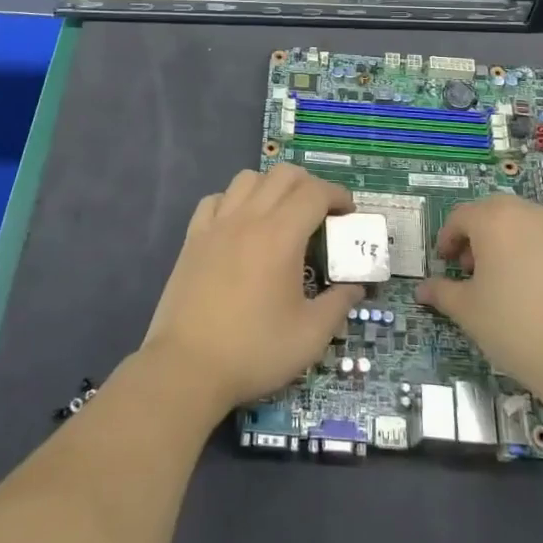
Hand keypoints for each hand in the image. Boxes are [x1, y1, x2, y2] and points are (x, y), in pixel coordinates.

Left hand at [142, 165, 362, 416]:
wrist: (187, 367)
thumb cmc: (254, 351)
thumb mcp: (310, 337)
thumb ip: (339, 305)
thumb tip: (355, 287)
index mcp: (281, 236)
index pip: (315, 192)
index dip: (338, 194)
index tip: (349, 212)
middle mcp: (249, 218)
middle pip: (283, 175)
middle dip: (310, 185)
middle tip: (321, 212)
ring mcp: (217, 224)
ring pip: (248, 178)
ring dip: (271, 186)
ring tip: (281, 214)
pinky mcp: (193, 237)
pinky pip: (215, 199)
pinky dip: (233, 201)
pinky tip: (239, 224)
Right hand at [416, 194, 542, 408]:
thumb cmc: (515, 327)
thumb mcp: (468, 311)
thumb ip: (442, 293)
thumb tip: (423, 290)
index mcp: (495, 219)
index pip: (460, 217)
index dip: (447, 238)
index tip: (444, 264)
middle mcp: (526, 214)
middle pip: (491, 212)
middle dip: (474, 235)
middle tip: (468, 268)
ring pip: (518, 223)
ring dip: (501, 241)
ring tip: (497, 280)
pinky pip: (541, 239)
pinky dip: (526, 252)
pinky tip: (526, 289)